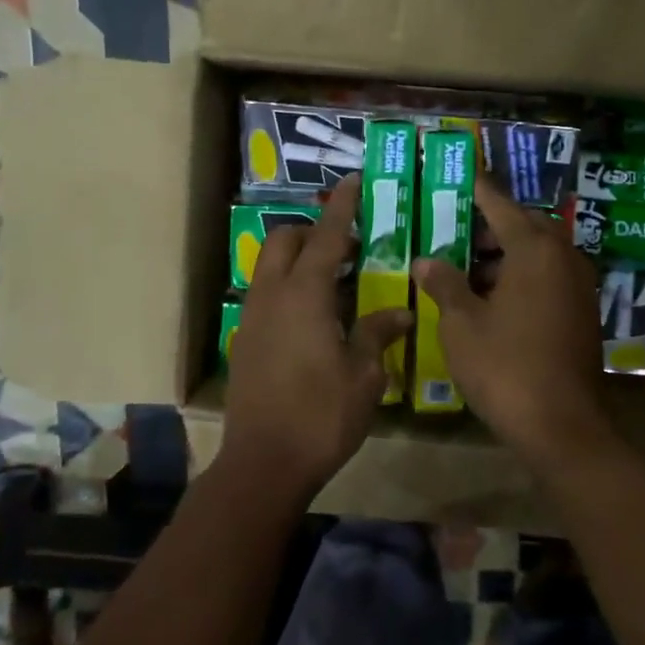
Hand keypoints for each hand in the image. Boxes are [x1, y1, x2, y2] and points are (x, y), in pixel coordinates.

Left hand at [219, 176, 412, 503]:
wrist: (264, 463)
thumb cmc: (321, 416)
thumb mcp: (363, 375)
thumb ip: (377, 333)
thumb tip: (399, 311)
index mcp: (304, 295)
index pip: (325, 237)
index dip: (343, 208)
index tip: (354, 181)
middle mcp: (271, 296)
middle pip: (285, 241)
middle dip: (312, 231)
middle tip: (347, 248)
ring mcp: (252, 319)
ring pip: (269, 268)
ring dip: (298, 260)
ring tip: (333, 282)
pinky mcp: (245, 342)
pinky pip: (265, 296)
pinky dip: (287, 289)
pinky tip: (313, 319)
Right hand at [412, 177, 611, 471]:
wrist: (561, 425)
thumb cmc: (504, 366)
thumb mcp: (461, 323)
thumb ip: (444, 284)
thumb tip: (426, 260)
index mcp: (535, 250)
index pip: (501, 205)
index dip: (477, 188)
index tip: (461, 170)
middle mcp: (564, 258)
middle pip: (525, 226)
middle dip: (490, 224)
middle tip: (454, 227)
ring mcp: (578, 287)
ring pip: (538, 254)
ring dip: (505, 254)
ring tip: (464, 264)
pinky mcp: (583, 313)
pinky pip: (548, 278)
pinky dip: (521, 276)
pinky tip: (491, 296)